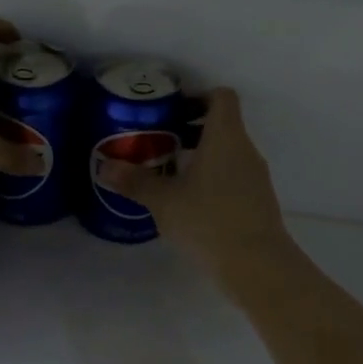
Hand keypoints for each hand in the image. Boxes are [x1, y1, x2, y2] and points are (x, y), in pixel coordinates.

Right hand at [97, 87, 290, 268]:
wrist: (257, 266)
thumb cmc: (208, 220)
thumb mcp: (163, 200)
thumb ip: (134, 181)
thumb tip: (104, 167)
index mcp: (225, 137)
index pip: (221, 97)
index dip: (198, 97)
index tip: (172, 112)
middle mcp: (245, 150)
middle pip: (223, 124)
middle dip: (191, 130)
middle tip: (160, 142)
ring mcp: (256, 177)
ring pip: (228, 153)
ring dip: (201, 156)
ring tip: (169, 173)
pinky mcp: (258, 201)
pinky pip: (233, 177)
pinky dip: (212, 179)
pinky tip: (189, 202)